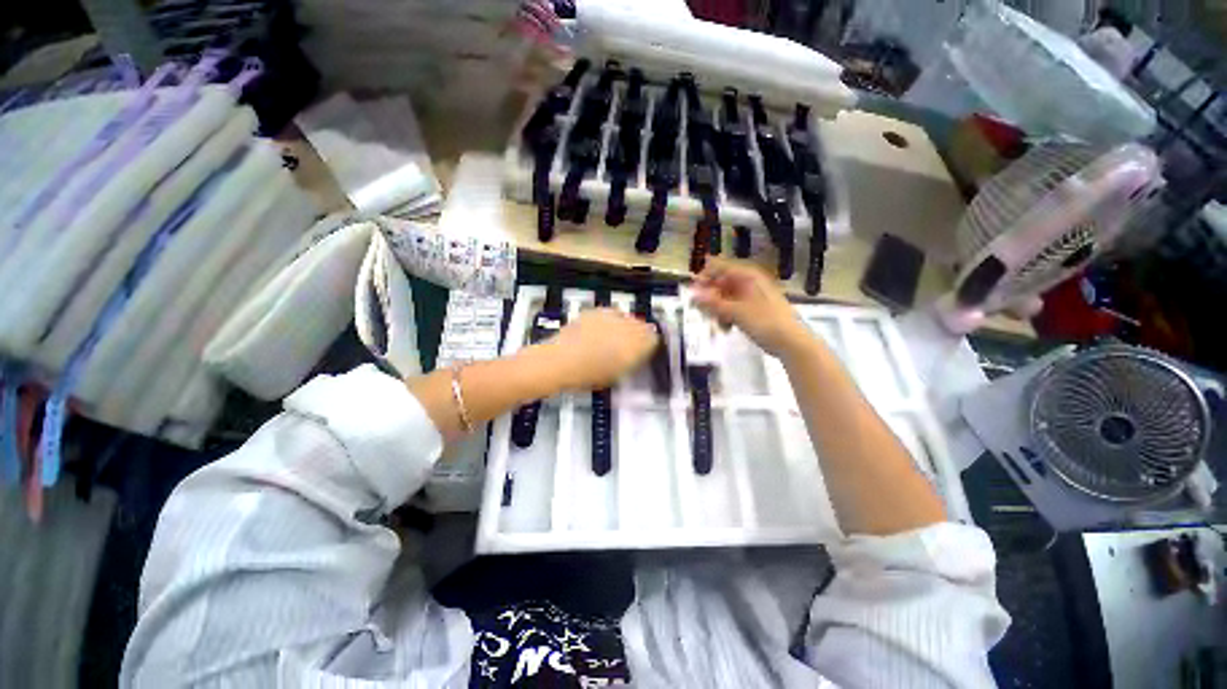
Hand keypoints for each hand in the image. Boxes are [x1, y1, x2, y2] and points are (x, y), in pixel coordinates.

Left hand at [532, 308, 659, 390]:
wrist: (559, 361)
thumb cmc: (586, 375)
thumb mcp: (615, 375)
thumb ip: (631, 362)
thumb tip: (638, 355)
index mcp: (634, 346)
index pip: (653, 339)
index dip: (649, 345)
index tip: (645, 351)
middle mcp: (626, 327)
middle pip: (643, 325)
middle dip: (640, 333)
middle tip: (631, 344)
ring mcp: (610, 317)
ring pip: (628, 317)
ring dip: (627, 325)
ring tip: (617, 336)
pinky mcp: (596, 311)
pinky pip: (612, 313)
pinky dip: (611, 320)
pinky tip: (603, 329)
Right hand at [691, 258, 810, 358]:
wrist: (792, 342)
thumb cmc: (765, 322)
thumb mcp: (736, 312)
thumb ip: (713, 303)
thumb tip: (692, 294)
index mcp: (748, 276)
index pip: (720, 267)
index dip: (704, 277)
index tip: (692, 292)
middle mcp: (750, 282)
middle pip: (721, 283)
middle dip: (710, 297)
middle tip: (701, 311)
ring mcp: (752, 296)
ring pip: (726, 297)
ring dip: (717, 309)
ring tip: (716, 323)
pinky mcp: (754, 310)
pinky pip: (733, 308)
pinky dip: (726, 316)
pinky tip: (726, 328)